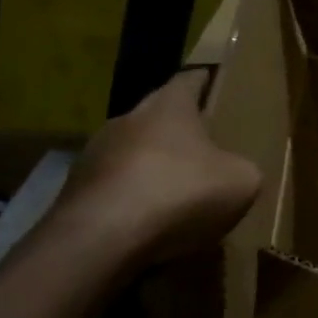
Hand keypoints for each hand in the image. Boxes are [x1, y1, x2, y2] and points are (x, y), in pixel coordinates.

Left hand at [49, 69, 261, 273]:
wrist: (100, 238)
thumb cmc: (179, 192)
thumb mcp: (241, 182)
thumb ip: (243, 169)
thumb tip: (235, 172)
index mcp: (169, 105)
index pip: (190, 78)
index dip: (206, 80)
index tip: (217, 84)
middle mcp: (128, 119)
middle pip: (158, 117)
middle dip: (180, 132)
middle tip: (205, 150)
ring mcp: (94, 155)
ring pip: (132, 154)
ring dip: (152, 169)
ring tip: (176, 195)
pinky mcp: (75, 192)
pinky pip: (114, 190)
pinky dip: (131, 202)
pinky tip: (147, 226)